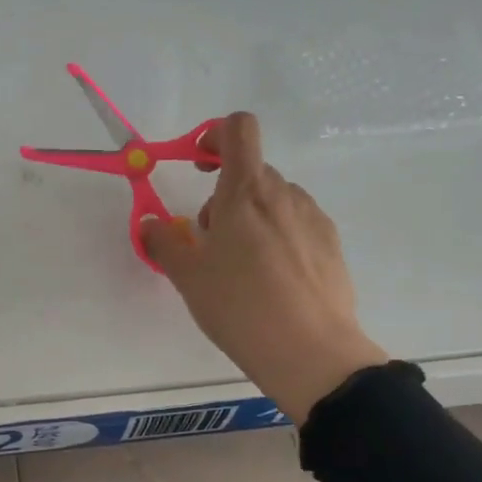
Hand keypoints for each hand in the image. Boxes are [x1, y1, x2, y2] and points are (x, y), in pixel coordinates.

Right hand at [141, 113, 387, 424]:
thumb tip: (149, 224)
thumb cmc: (239, 306)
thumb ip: (163, 242)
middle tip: (211, 241)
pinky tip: (273, 281)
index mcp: (245, 192)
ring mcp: (313, 218)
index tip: (200, 165)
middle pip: (251, 172)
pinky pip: (297, 224)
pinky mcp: (331, 245)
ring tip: (243, 267)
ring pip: (274, 201)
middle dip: (225, 195)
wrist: (311, 353)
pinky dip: (278, 237)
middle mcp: (283, 194)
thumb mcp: (188, 277)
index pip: (238, 129)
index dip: (214, 134)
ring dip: (252, 217)